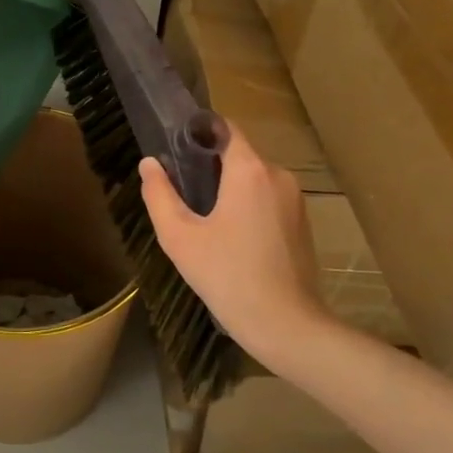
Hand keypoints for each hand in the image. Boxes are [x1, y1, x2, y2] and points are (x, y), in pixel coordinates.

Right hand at [139, 127, 334, 370]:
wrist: (284, 323)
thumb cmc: (226, 275)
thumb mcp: (179, 236)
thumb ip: (159, 194)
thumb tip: (149, 163)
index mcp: (249, 170)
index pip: (224, 128)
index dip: (197, 132)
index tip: (174, 148)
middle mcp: (278, 175)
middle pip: (238, 155)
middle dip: (209, 167)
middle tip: (181, 193)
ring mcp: (295, 199)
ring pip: (253, 179)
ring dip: (228, 189)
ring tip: (202, 219)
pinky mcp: (302, 222)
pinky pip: (268, 200)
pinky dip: (247, 207)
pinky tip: (230, 238)